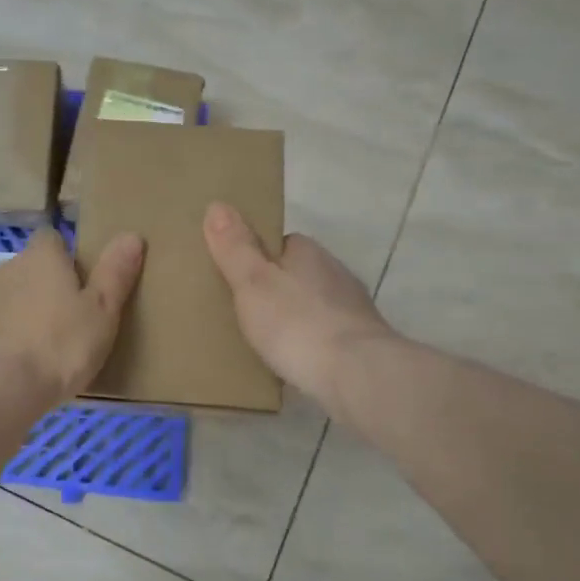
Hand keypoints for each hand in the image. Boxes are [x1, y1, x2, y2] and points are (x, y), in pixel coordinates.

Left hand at [0, 227, 144, 424]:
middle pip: (28, 270)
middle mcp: (5, 269)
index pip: (52, 239)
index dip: (66, 258)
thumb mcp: (101, 313)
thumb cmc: (56, 348)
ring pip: (6, 301)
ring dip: (20, 317)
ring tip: (41, 353)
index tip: (82, 285)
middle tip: (68, 325)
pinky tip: (13, 372)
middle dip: (44, 290)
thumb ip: (115, 274)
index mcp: (41, 258)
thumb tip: (132, 234)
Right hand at [202, 202, 395, 424]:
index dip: (259, 256)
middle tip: (244, 311)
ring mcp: (353, 310)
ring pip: (315, 306)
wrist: (357, 375)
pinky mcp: (362, 345)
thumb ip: (235, 248)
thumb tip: (217, 205)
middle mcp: (336, 274)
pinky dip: (310, 344)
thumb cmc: (297, 323)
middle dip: (277, 289)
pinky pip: (326, 336)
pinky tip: (294, 361)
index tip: (238, 275)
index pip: (282, 244)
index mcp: (309, 253)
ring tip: (266, 340)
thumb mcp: (253, 283)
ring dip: (296, 318)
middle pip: (299, 274)